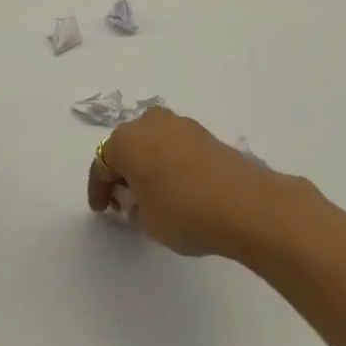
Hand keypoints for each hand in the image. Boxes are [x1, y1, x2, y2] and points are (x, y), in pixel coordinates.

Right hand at [87, 107, 280, 257]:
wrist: (246, 204)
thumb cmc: (184, 212)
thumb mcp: (146, 222)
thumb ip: (133, 209)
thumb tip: (139, 200)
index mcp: (125, 141)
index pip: (101, 165)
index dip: (99, 190)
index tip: (101, 210)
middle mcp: (147, 123)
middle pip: (126, 148)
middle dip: (122, 173)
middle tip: (125, 201)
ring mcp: (178, 124)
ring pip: (151, 143)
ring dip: (147, 165)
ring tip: (153, 194)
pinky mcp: (203, 133)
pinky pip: (174, 146)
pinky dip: (169, 163)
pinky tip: (177, 186)